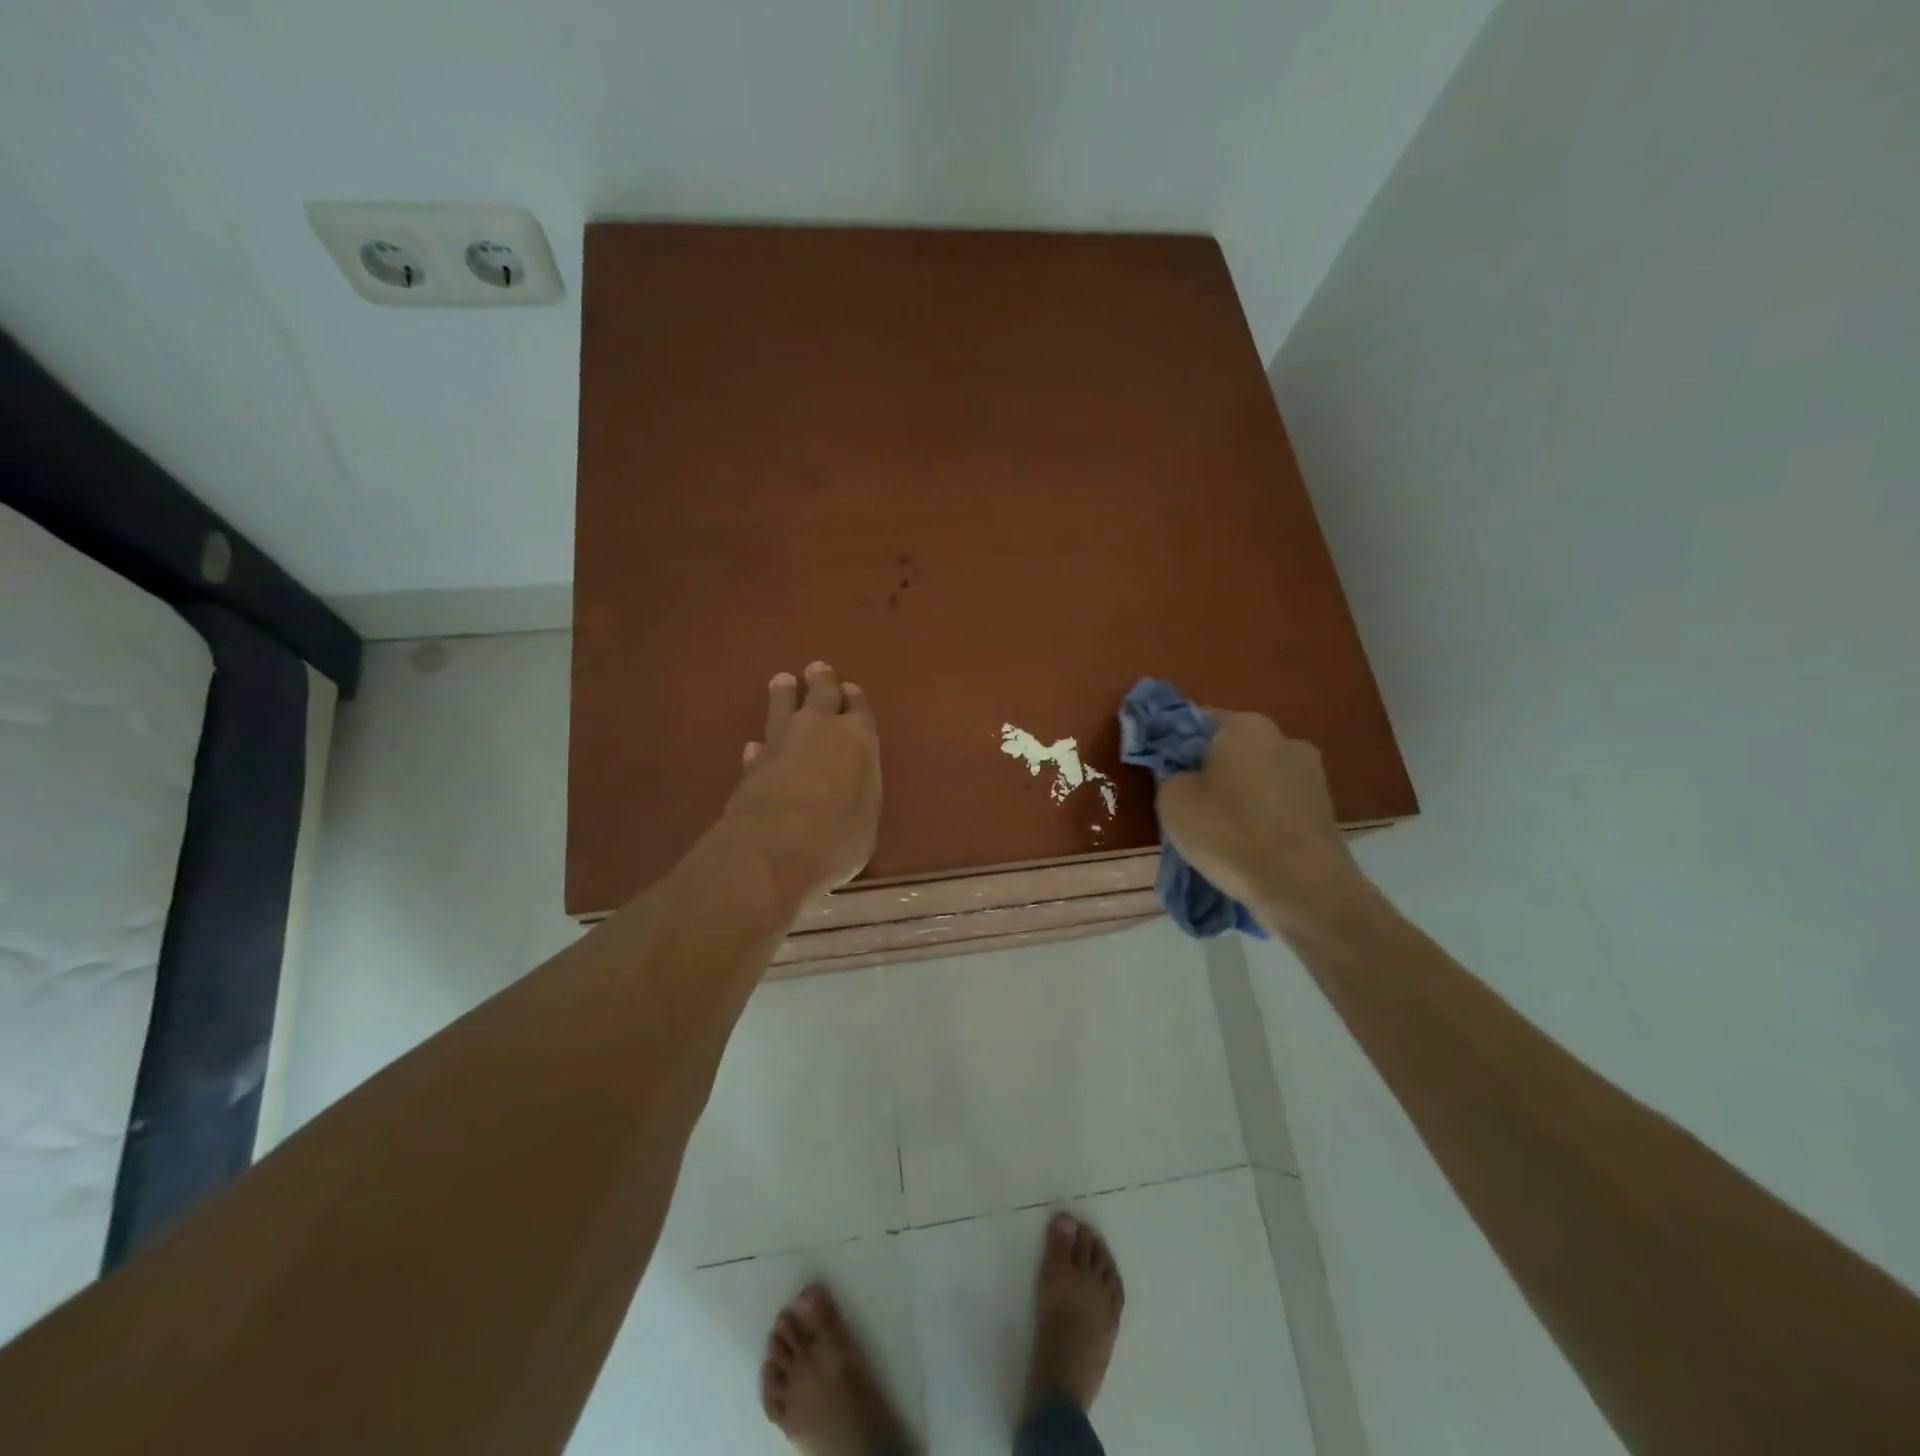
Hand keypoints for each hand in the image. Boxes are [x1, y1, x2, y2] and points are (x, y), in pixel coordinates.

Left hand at [721, 662, 880, 906]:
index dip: (855, 699)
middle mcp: (819, 730)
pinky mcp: (752, 765)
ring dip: (783, 695)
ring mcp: (781, 744)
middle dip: (821, 681)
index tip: (850, 689)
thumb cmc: (837, 836)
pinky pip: (760, 745)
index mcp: (856, 738)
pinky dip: (762, 745)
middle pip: (820, 694)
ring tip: (782, 681)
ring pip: (782, 708)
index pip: (859, 708)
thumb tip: (850, 775)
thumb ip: (861, 787)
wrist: (773, 848)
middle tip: (817, 669)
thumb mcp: (868, 815)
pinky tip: (757, 745)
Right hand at [1155, 712, 1359, 927]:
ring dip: (1239, 795)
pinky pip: (1278, 805)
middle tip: (1189, 804)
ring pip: (1258, 778)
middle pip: (1232, 749)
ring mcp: (1312, 773)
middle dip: (1210, 771)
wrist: (1302, 886)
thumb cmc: (1229, 832)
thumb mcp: (1172, 800)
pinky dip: (1262, 817)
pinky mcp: (1326, 808)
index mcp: (1245, 725)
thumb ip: (1171, 774)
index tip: (1164, 773)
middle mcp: (1284, 738)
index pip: (1197, 722)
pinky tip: (1249, 845)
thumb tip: (1184, 775)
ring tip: (1221, 832)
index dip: (1175, 747)